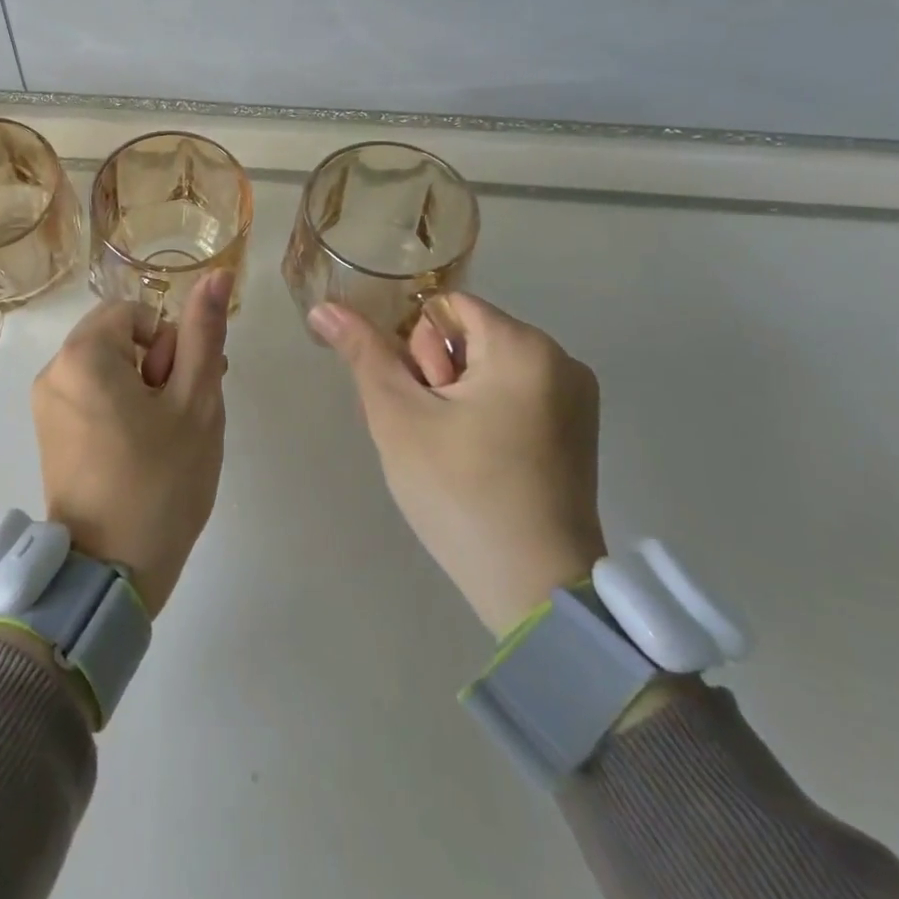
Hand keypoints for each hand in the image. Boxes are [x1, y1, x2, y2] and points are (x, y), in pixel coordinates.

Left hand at [30, 271, 233, 617]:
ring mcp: (46, 405)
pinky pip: (90, 396)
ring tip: (165, 438)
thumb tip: (217, 274)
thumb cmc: (160, 481)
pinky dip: (119, 409)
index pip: (136, 312)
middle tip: (180, 416)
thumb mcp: (195, 401)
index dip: (168, 344)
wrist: (111, 572)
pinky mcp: (49, 434)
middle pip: (118, 337)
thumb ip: (203, 333)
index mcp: (83, 354)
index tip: (178, 390)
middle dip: (157, 364)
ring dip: (142, 388)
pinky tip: (141, 451)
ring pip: (108, 368)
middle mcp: (54, 370)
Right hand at [309, 292, 605, 636]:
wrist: (535, 591)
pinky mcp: (576, 431)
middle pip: (466, 336)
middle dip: (434, 374)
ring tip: (449, 450)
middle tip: (432, 431)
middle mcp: (561, 360)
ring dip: (452, 396)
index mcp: (524, 346)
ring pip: (483, 368)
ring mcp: (575, 398)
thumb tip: (323, 308)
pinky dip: (481, 414)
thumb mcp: (398, 416)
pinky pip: (510, 395)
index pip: (443, 307)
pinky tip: (473, 459)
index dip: (416, 348)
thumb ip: (362, 353)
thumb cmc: (461, 492)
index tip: (421, 399)